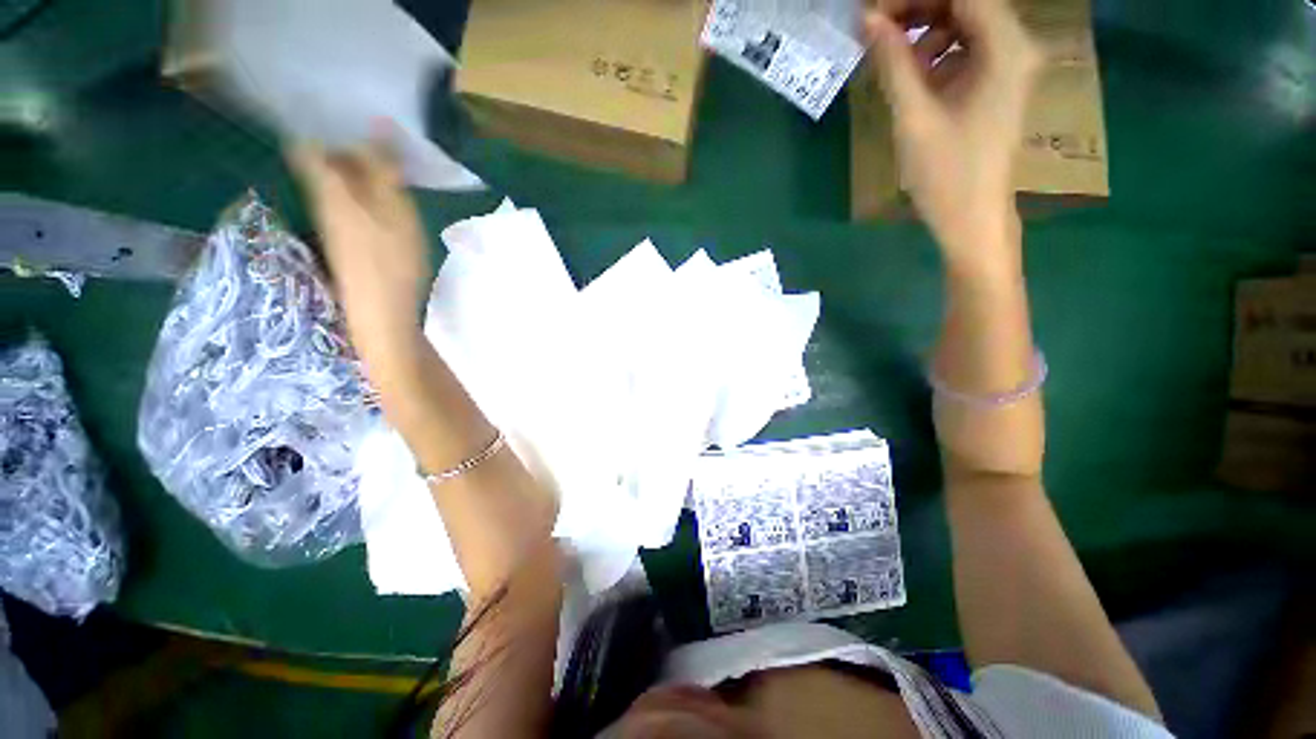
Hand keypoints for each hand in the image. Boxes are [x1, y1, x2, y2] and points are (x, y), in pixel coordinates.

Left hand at [287, 132, 430, 361]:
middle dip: (348, 146)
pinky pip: (347, 202)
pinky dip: (364, 194)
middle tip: (384, 142)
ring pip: (337, 182)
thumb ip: (384, 170)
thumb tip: (376, 123)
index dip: (325, 124)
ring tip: (391, 169)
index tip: (353, 116)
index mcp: (328, 189)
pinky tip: (387, 201)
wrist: (382, 315)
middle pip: (323, 161)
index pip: (309, 142)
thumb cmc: (391, 263)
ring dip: (359, 171)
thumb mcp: (397, 212)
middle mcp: (320, 201)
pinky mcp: (342, 241)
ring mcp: (329, 224)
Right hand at [864, 0, 1040, 273]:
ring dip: (925, 29)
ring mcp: (1009, 65)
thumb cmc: (946, 175)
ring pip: (965, 24)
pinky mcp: (998, 84)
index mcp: (1006, 48)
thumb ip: (893, 63)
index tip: (873, 11)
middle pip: (966, 3)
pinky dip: (936, 53)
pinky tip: (912, 74)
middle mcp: (1016, 46)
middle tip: (874, 27)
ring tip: (889, 54)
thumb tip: (868, 20)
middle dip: (918, 9)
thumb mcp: (914, 117)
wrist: (973, 219)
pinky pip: (966, 49)